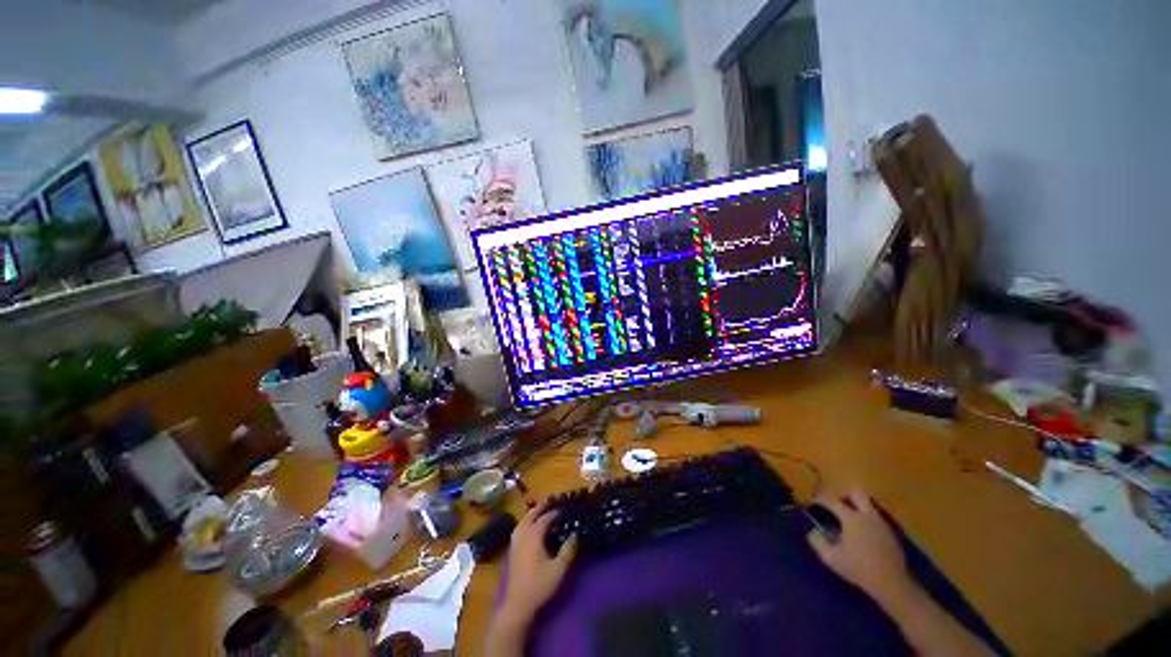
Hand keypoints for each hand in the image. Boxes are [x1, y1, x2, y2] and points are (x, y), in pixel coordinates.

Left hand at [500, 501, 577, 623]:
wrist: (517, 604)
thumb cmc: (539, 585)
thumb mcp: (559, 568)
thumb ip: (568, 550)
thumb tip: (576, 534)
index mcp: (534, 535)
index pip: (545, 518)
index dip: (555, 512)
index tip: (565, 509)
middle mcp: (523, 534)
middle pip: (531, 515)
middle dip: (541, 507)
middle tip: (551, 500)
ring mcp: (515, 542)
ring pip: (523, 520)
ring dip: (532, 513)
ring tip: (541, 510)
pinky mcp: (512, 550)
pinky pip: (519, 528)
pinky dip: (526, 522)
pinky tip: (530, 527)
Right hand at [807, 490, 911, 603]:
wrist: (892, 583)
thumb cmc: (859, 568)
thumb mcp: (831, 557)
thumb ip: (818, 541)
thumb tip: (813, 531)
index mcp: (851, 518)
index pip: (831, 500)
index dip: (819, 499)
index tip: (812, 502)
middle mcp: (867, 515)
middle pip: (856, 493)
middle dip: (844, 495)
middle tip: (835, 506)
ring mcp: (881, 524)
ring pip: (868, 505)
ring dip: (856, 508)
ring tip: (848, 521)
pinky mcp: (890, 533)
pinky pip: (875, 518)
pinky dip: (866, 520)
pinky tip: (862, 534)